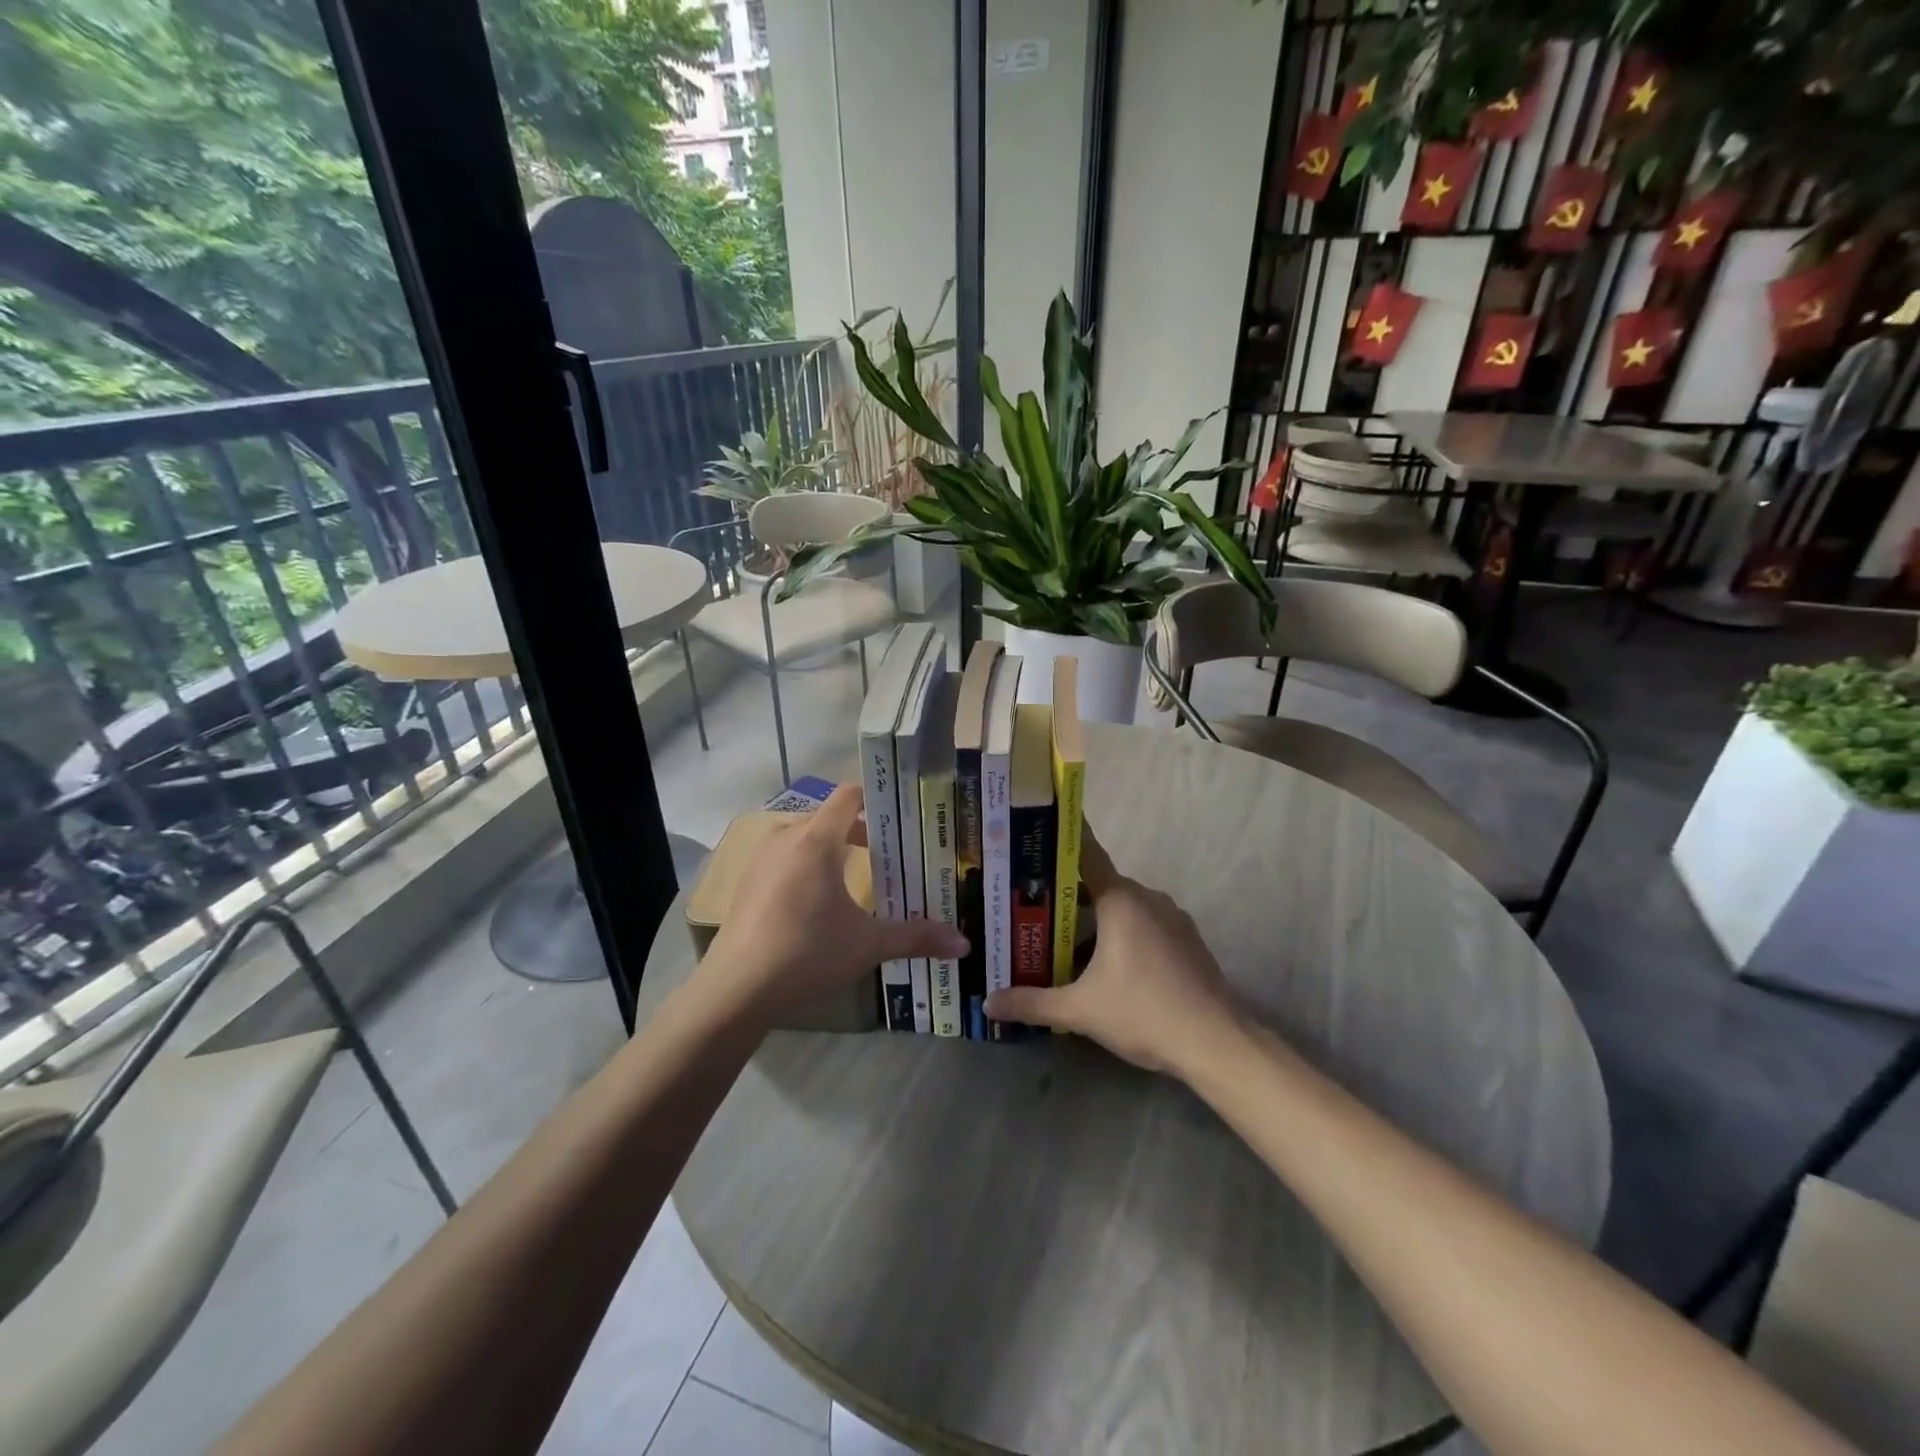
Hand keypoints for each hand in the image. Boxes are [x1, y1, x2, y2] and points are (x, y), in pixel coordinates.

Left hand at [699, 785, 966, 1022]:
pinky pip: (787, 856)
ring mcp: (763, 858)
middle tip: (895, 852)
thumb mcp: (868, 944)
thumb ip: (917, 937)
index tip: (904, 815)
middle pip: (830, 817)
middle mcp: (787, 837)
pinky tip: (822, 900)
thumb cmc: (806, 953)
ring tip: (862, 875)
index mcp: (816, 840)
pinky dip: (809, 865)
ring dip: (834, 848)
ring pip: (807, 837)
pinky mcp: (749, 880)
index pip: (849, 796)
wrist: (735, 989)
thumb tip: (965, 943)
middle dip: (862, 830)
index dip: (878, 799)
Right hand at [984, 827, 1242, 1077]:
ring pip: (1125, 908)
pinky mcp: (1188, 940)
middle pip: (1100, 885)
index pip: (1086, 854)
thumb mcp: (1080, 1011)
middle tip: (1033, 907)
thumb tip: (989, 1003)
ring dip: (1098, 919)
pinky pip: (1146, 924)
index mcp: (1121, 900)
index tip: (1038, 831)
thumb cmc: (1143, 1012)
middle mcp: (1148, 898)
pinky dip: (1124, 934)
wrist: (1216, 1043)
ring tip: (1064, 938)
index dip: (1062, 841)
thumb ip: (1032, 1003)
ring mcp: (1173, 918)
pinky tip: (1109, 964)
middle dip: (1068, 895)